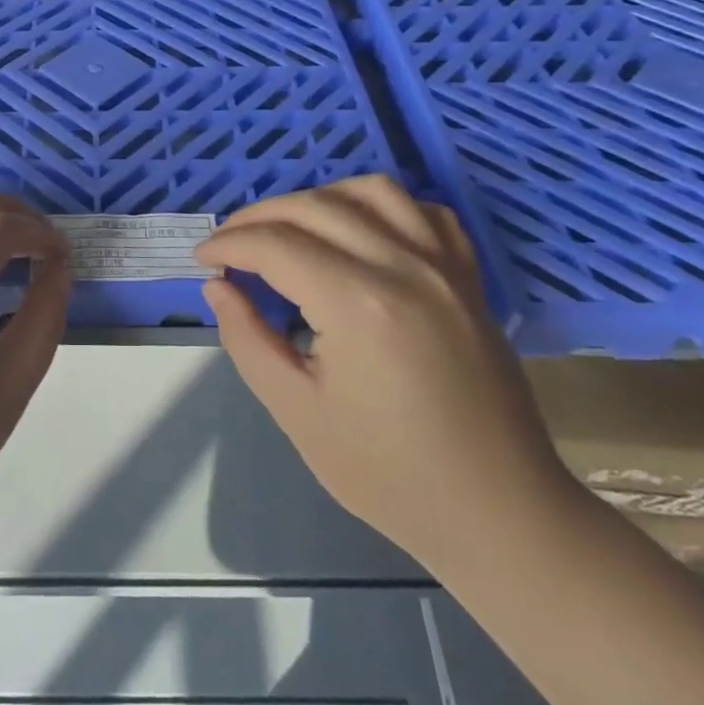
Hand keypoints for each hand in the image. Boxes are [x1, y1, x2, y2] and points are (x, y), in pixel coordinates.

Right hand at [198, 176, 574, 570]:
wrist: (499, 514)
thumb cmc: (390, 475)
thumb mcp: (297, 412)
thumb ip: (247, 339)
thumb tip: (218, 288)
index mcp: (358, 305)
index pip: (275, 245)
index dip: (229, 245)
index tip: (203, 260)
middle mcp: (404, 267)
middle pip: (315, 207)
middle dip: (259, 217)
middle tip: (230, 244)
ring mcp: (445, 267)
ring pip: (371, 191)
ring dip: (318, 198)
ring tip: (289, 228)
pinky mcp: (468, 278)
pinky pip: (424, 212)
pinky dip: (381, 206)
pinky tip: (359, 231)